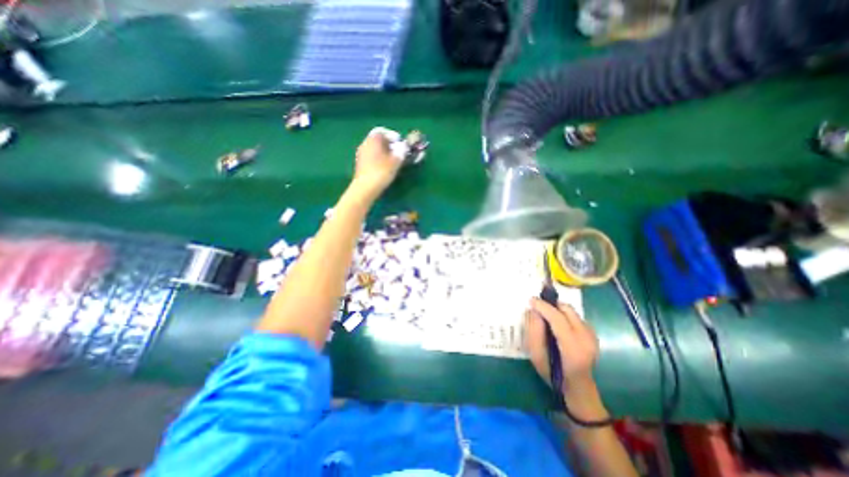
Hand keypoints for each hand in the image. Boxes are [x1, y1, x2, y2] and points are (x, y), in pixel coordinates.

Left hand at [352, 127, 403, 198]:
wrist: (365, 188)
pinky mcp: (359, 164)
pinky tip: (384, 168)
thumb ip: (401, 151)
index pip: (383, 131)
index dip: (393, 137)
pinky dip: (378, 159)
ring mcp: (361, 153)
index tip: (401, 145)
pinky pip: (371, 157)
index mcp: (373, 139)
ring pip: (374, 149)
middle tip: (398, 153)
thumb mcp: (396, 160)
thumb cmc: (382, 171)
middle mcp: (365, 143)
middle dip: (389, 145)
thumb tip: (403, 146)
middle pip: (378, 140)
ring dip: (384, 153)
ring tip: (392, 162)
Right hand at [521, 296, 599, 393]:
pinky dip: (563, 315)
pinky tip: (557, 324)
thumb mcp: (536, 356)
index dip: (544, 307)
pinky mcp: (593, 333)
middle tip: (537, 307)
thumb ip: (534, 332)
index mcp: (572, 349)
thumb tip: (533, 311)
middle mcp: (586, 339)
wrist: (578, 386)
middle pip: (567, 310)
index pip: (558, 319)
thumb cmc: (553, 373)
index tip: (531, 300)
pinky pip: (575, 316)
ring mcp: (592, 336)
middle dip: (550, 305)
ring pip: (571, 311)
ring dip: (557, 309)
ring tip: (545, 316)